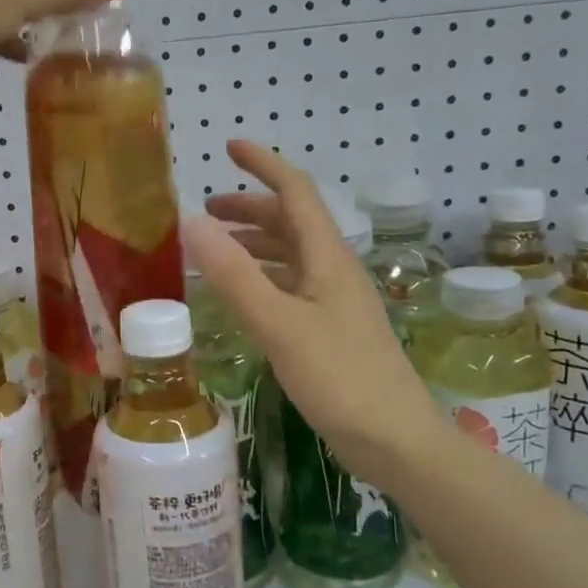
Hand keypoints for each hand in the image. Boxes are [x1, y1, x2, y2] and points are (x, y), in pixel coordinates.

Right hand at [183, 141, 441, 479]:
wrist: (394, 440)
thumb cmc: (339, 377)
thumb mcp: (279, 324)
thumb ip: (235, 275)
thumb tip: (192, 223)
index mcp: (327, 258)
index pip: (296, 193)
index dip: (264, 165)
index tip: (229, 147)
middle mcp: (333, 271)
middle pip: (291, 222)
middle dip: (249, 208)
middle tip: (205, 211)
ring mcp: (334, 302)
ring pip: (290, 256)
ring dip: (253, 244)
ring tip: (213, 250)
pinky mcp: (330, 330)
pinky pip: (289, 287)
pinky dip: (260, 279)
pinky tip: (240, 297)